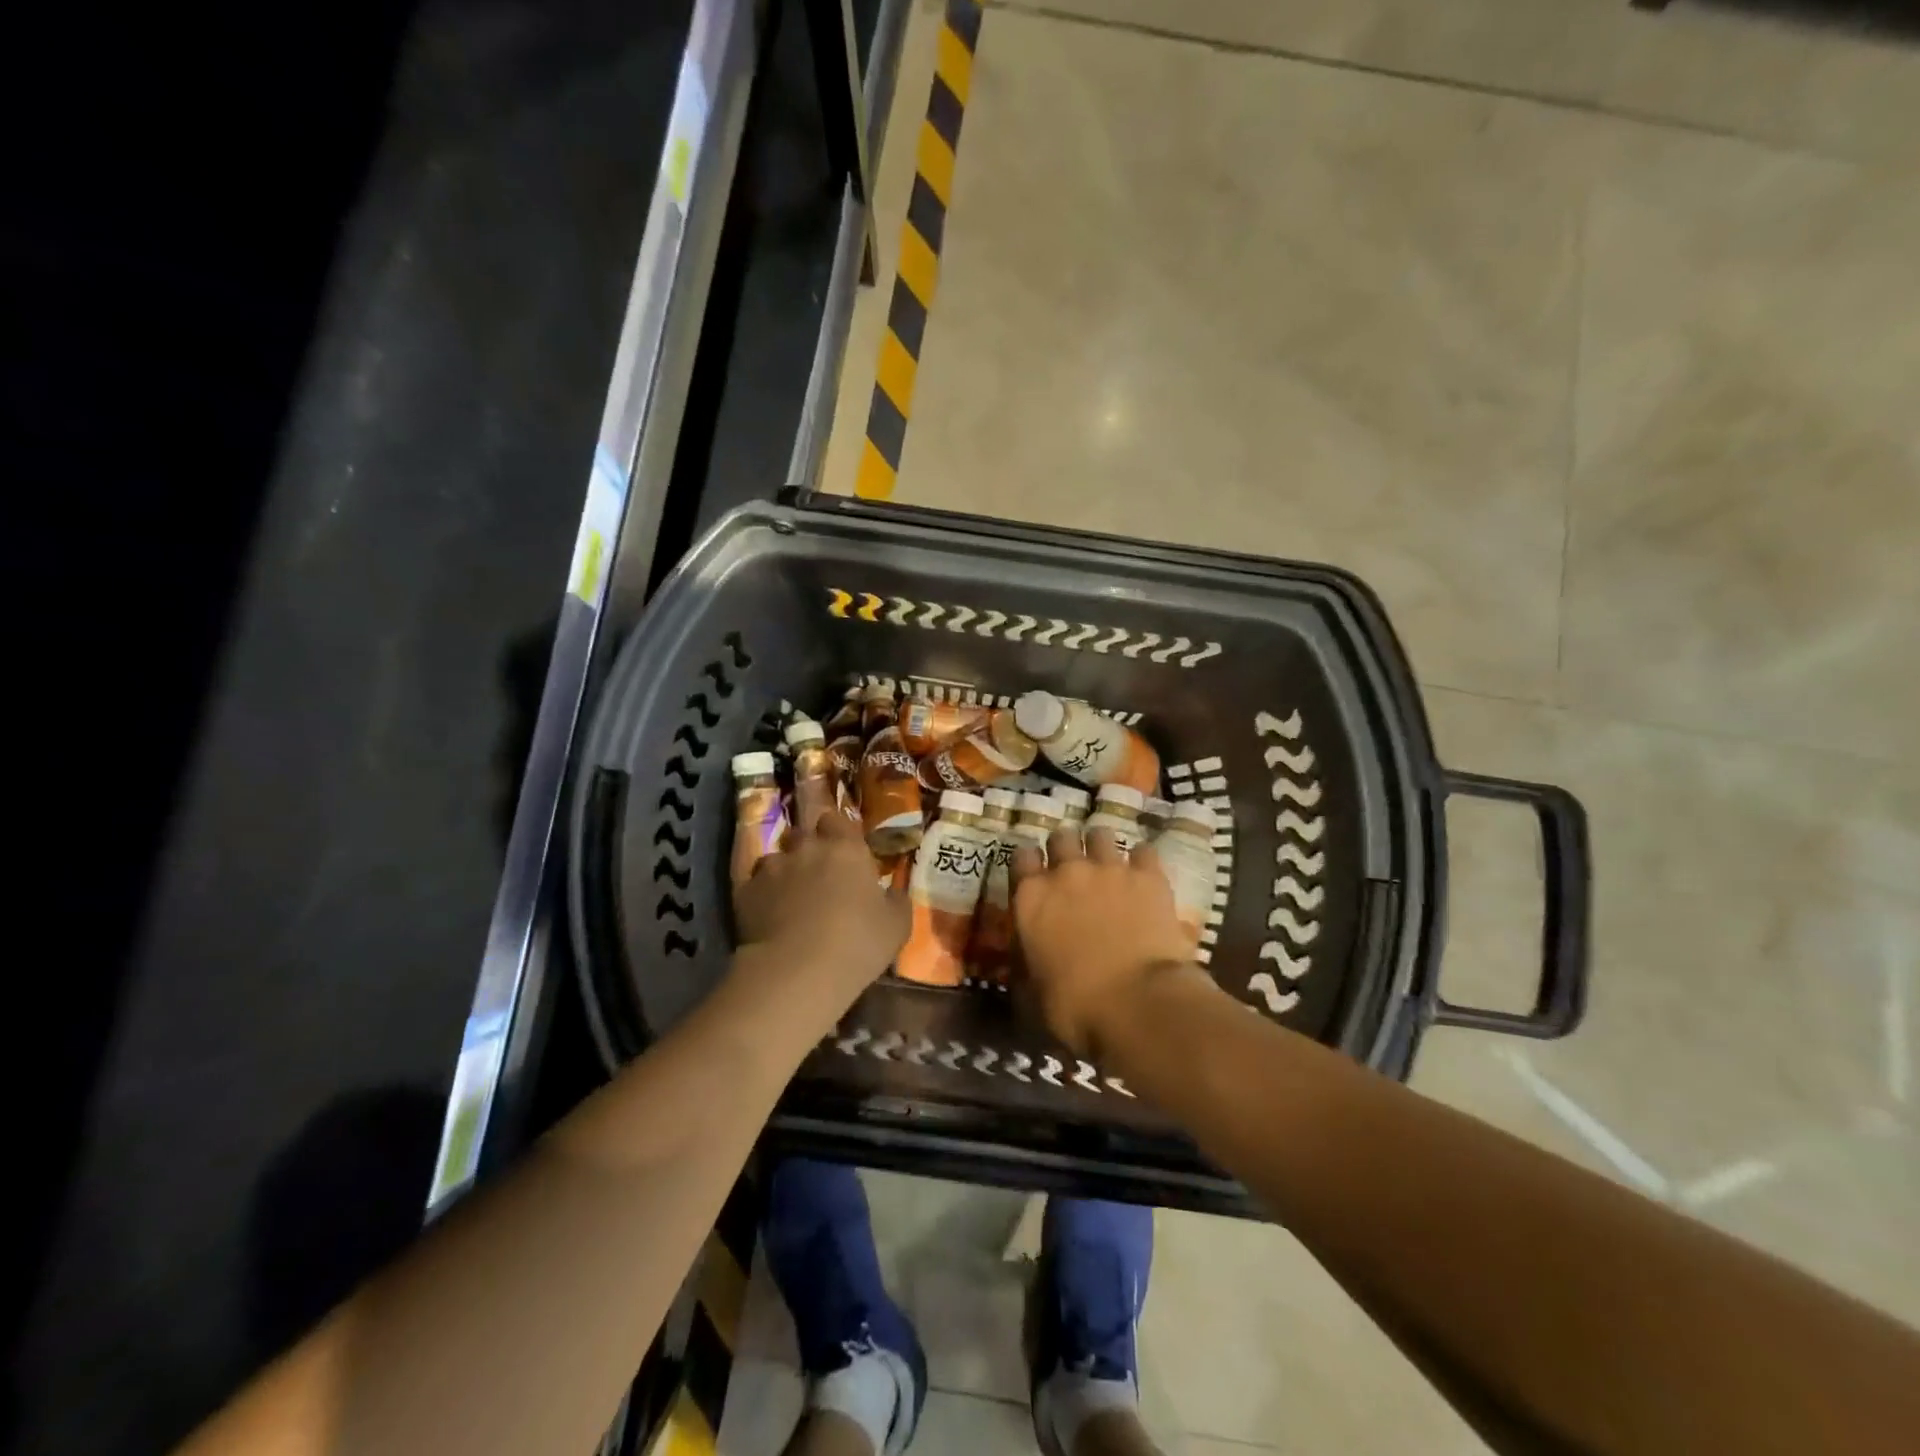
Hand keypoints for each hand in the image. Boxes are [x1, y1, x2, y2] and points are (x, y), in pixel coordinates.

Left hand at [732, 812, 908, 1016]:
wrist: (797, 971)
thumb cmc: (857, 943)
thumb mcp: (897, 926)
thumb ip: (896, 900)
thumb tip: (891, 892)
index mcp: (846, 849)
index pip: (837, 820)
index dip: (837, 832)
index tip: (842, 849)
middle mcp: (807, 848)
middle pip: (803, 834)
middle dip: (809, 848)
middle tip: (817, 874)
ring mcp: (772, 868)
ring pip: (776, 859)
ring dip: (784, 871)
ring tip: (789, 897)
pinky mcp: (744, 891)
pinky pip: (753, 884)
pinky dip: (761, 894)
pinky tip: (767, 915)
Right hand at [1011, 827, 1197, 1056]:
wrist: (1139, 1004)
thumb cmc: (1076, 1007)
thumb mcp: (1032, 992)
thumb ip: (1025, 961)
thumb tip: (1025, 959)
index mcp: (1031, 897)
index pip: (1021, 857)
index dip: (1029, 865)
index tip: (1036, 877)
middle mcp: (1067, 872)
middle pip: (1061, 837)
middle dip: (1066, 849)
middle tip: (1074, 871)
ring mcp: (1110, 869)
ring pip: (1101, 834)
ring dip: (1101, 847)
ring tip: (1109, 867)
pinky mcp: (1148, 876)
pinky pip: (1144, 851)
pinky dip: (1142, 862)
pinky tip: (1144, 878)